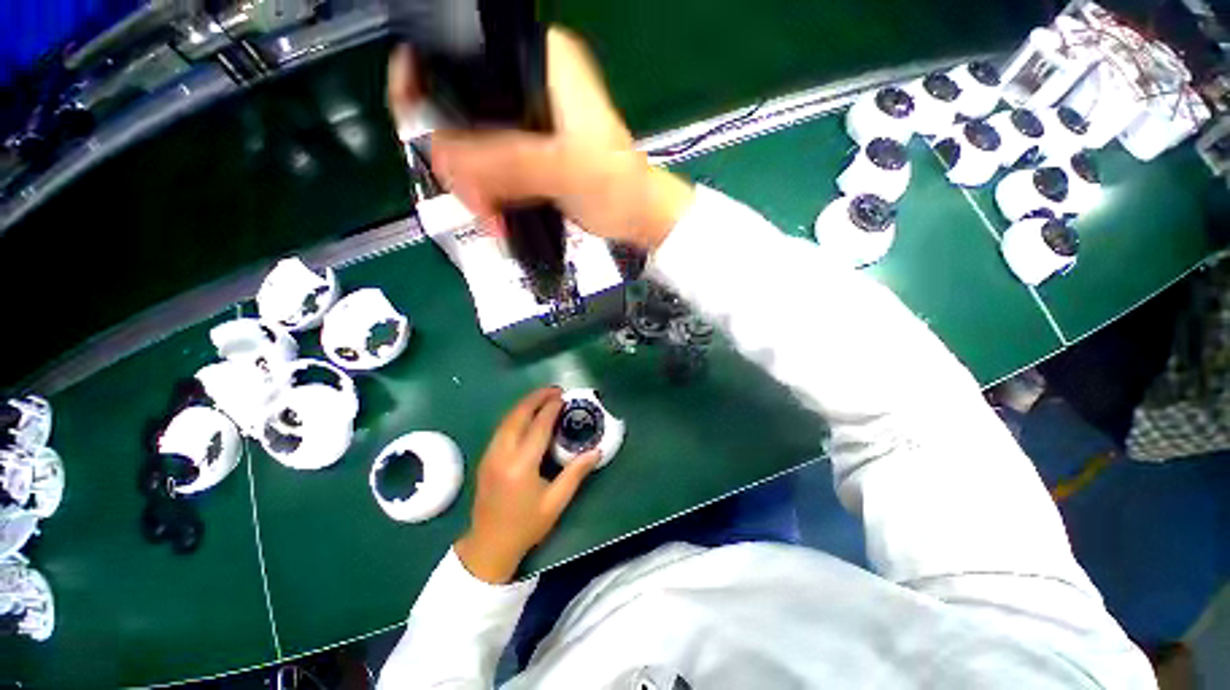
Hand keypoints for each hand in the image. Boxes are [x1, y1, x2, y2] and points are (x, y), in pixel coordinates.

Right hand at [387, 28, 693, 250]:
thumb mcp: (562, 169)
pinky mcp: (527, 153)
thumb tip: (442, 159)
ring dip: (474, 187)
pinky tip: (496, 217)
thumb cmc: (616, 186)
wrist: (637, 216)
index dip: (429, 88)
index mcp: (538, 61)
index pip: (460, 55)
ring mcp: (524, 121)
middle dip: (459, 161)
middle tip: (475, 201)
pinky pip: (489, 168)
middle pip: (458, 108)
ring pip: (471, 145)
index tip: (427, 136)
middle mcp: (525, 81)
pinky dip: (487, 194)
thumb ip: (506, 162)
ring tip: (492, 219)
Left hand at [455, 387, 599, 583]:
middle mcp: (502, 454)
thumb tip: (597, 451)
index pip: (538, 427)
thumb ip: (576, 473)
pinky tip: (527, 415)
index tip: (563, 397)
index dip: (551, 409)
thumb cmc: (526, 526)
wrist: (489, 546)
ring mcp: (490, 455)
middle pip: (518, 416)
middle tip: (554, 390)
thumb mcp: (556, 502)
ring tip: (543, 397)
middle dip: (536, 398)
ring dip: (525, 404)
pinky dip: (516, 415)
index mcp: (521, 465)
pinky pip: (502, 428)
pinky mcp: (486, 458)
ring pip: (507, 419)